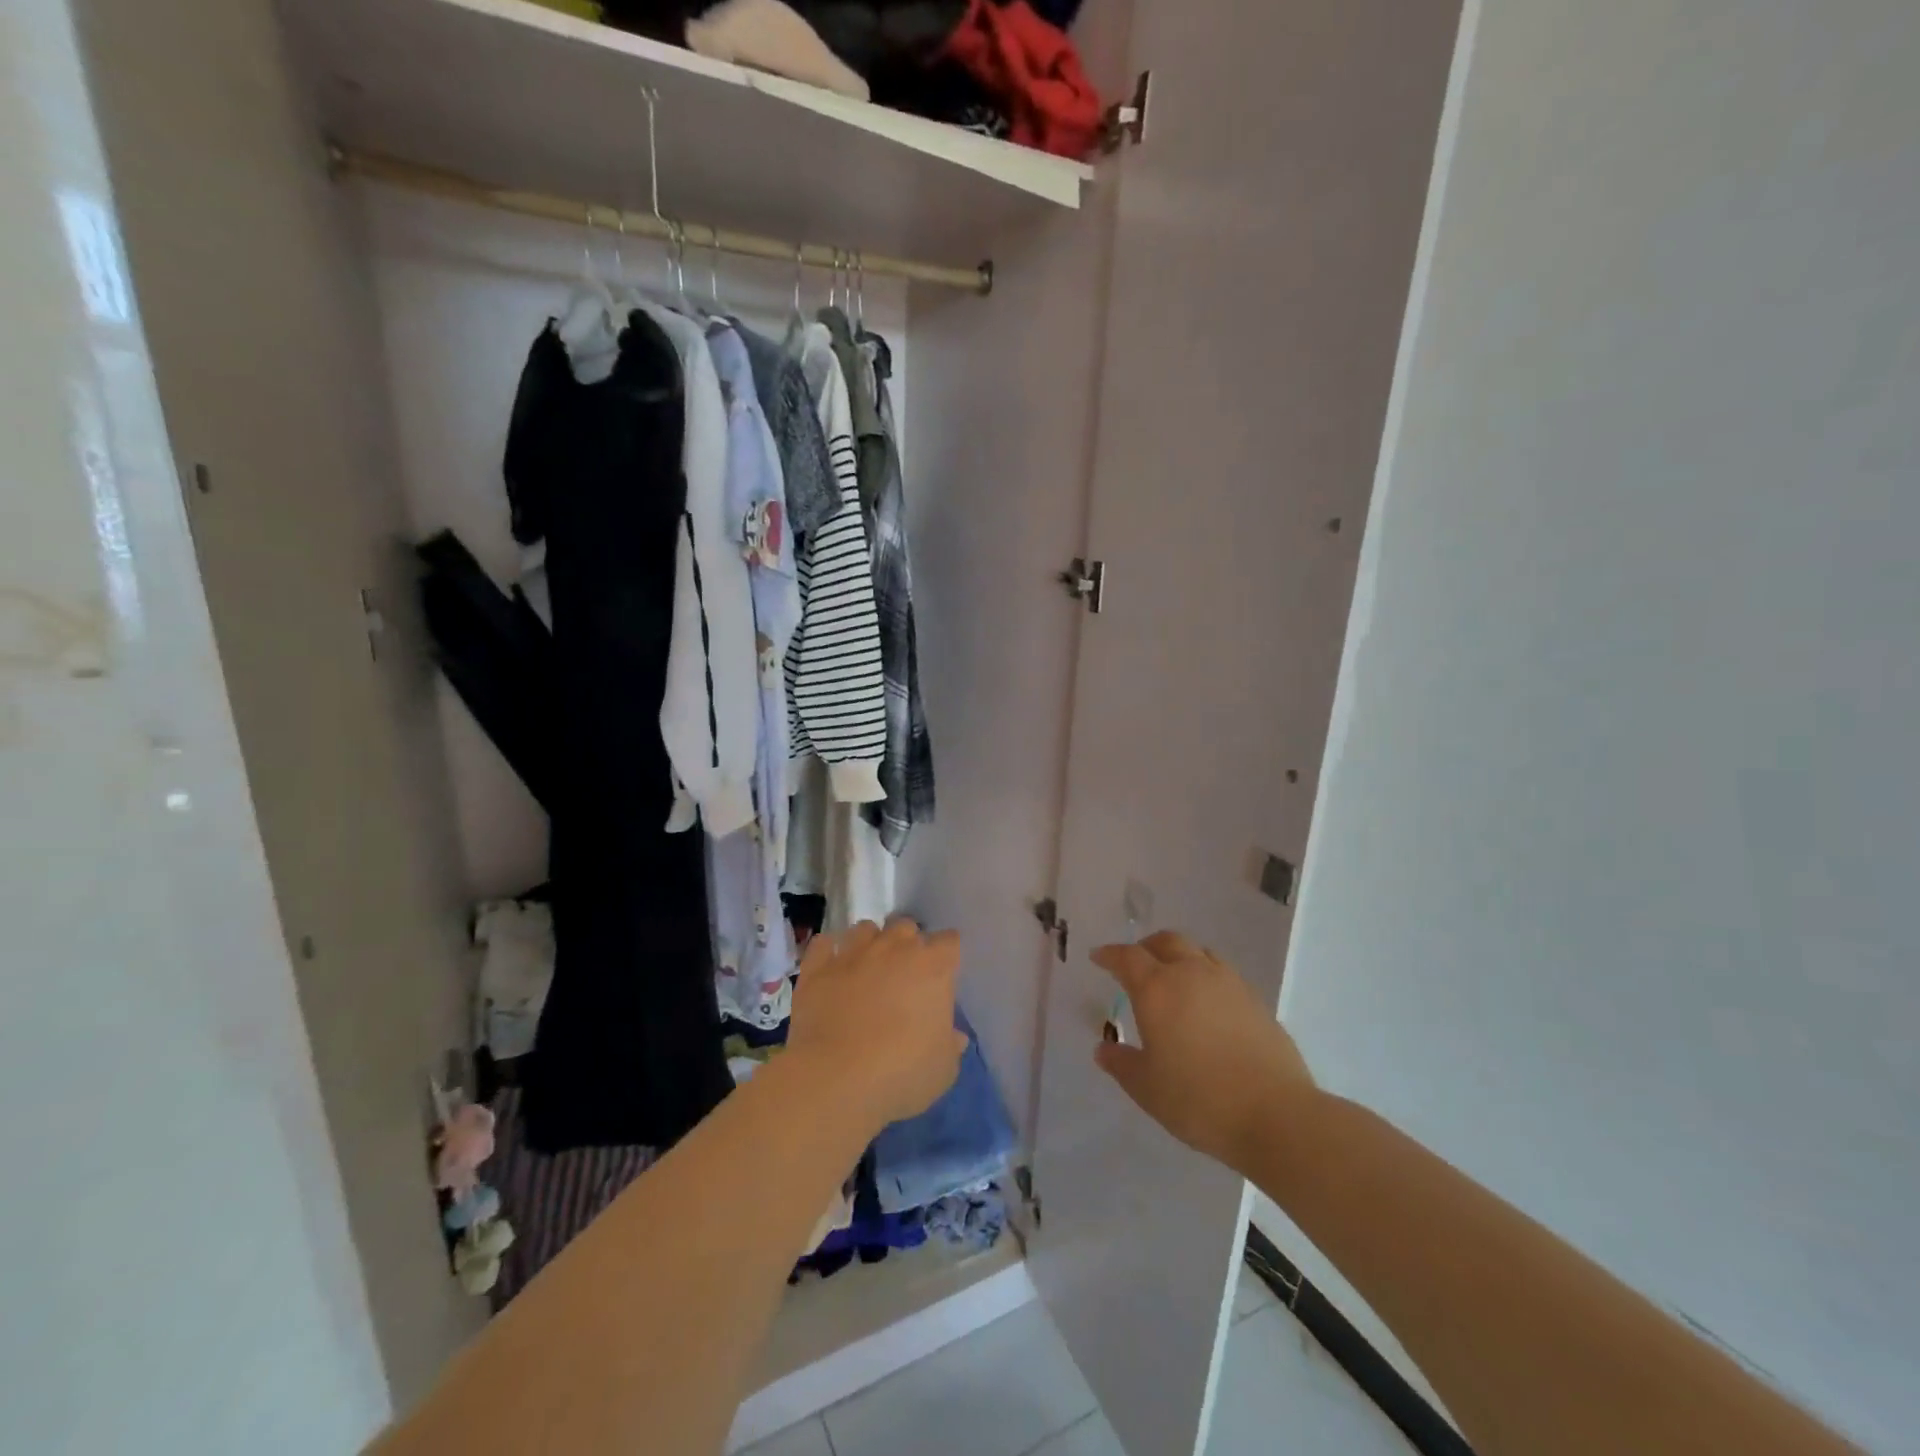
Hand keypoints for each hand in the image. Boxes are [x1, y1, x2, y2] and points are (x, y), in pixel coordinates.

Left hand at [787, 919, 968, 1131]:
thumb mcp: (944, 1068)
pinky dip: (829, 951)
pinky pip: (824, 944)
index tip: (942, 976)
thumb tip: (953, 1036)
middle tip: (904, 975)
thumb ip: (951, 1045)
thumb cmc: (901, 1072)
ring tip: (867, 968)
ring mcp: (853, 952)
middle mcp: (894, 947)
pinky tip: (832, 968)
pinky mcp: (817, 966)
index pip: (949, 941)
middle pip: (907, 927)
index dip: (946, 957)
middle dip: (907, 945)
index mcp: (933, 966)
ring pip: (866, 929)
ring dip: (871, 943)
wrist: (835, 1078)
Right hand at [1093, 931, 1315, 1171]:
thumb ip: (1121, 1064)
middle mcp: (1191, 974)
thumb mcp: (1146, 1088)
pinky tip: (1207, 1002)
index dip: (1110, 954)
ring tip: (1173, 978)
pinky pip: (1222, 972)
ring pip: (1198, 951)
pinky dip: (1205, 975)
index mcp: (1157, 989)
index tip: (1098, 957)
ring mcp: (1228, 983)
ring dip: (1179, 956)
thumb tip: (1102, 1049)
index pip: (1127, 957)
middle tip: (1135, 963)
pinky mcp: (1255, 1000)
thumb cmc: (1198, 1099)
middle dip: (1146, 947)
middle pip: (1166, 941)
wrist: (1275, 1114)